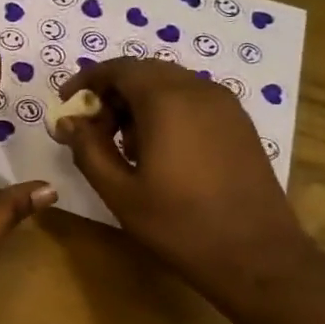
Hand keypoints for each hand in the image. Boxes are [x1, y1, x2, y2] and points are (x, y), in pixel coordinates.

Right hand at [57, 60, 308, 294]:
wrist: (257, 255)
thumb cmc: (179, 224)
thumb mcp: (120, 191)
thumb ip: (88, 149)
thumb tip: (68, 122)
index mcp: (166, 101)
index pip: (119, 68)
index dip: (87, 80)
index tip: (67, 102)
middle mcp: (198, 90)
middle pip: (145, 72)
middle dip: (112, 92)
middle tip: (92, 128)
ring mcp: (225, 105)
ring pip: (171, 84)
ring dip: (139, 102)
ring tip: (123, 145)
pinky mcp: (239, 123)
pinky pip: (193, 100)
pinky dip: (167, 111)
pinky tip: (159, 151)